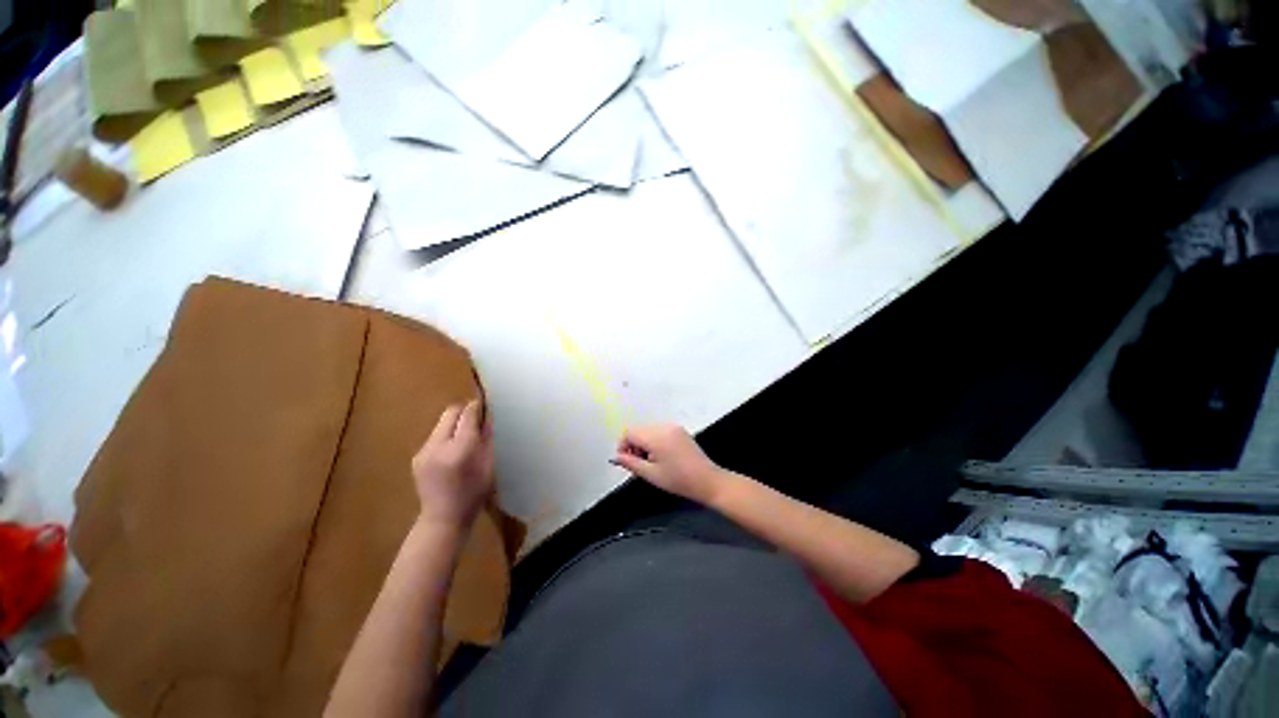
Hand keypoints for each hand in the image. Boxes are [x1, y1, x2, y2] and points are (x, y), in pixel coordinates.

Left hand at [411, 401, 494, 528]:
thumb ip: (487, 438)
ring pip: (441, 423)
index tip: (484, 404)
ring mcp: (423, 451)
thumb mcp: (489, 465)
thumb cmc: (473, 494)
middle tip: (476, 420)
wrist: (442, 519)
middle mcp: (438, 446)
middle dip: (464, 412)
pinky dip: (446, 436)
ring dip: (454, 425)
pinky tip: (452, 452)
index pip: (467, 415)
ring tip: (465, 439)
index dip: (476, 407)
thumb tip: (487, 417)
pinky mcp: (417, 456)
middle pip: (450, 412)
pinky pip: (435, 436)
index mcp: (460, 449)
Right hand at [613, 424, 728, 504]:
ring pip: (648, 430)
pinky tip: (661, 456)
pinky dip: (654, 441)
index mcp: (655, 436)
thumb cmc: (678, 480)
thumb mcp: (651, 474)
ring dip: (643, 443)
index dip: (623, 445)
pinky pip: (659, 431)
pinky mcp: (680, 430)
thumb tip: (616, 456)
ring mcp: (673, 427)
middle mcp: (664, 426)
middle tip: (638, 464)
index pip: (629, 432)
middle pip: (638, 430)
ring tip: (650, 462)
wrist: (707, 480)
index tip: (625, 461)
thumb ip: (631, 463)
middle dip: (633, 445)